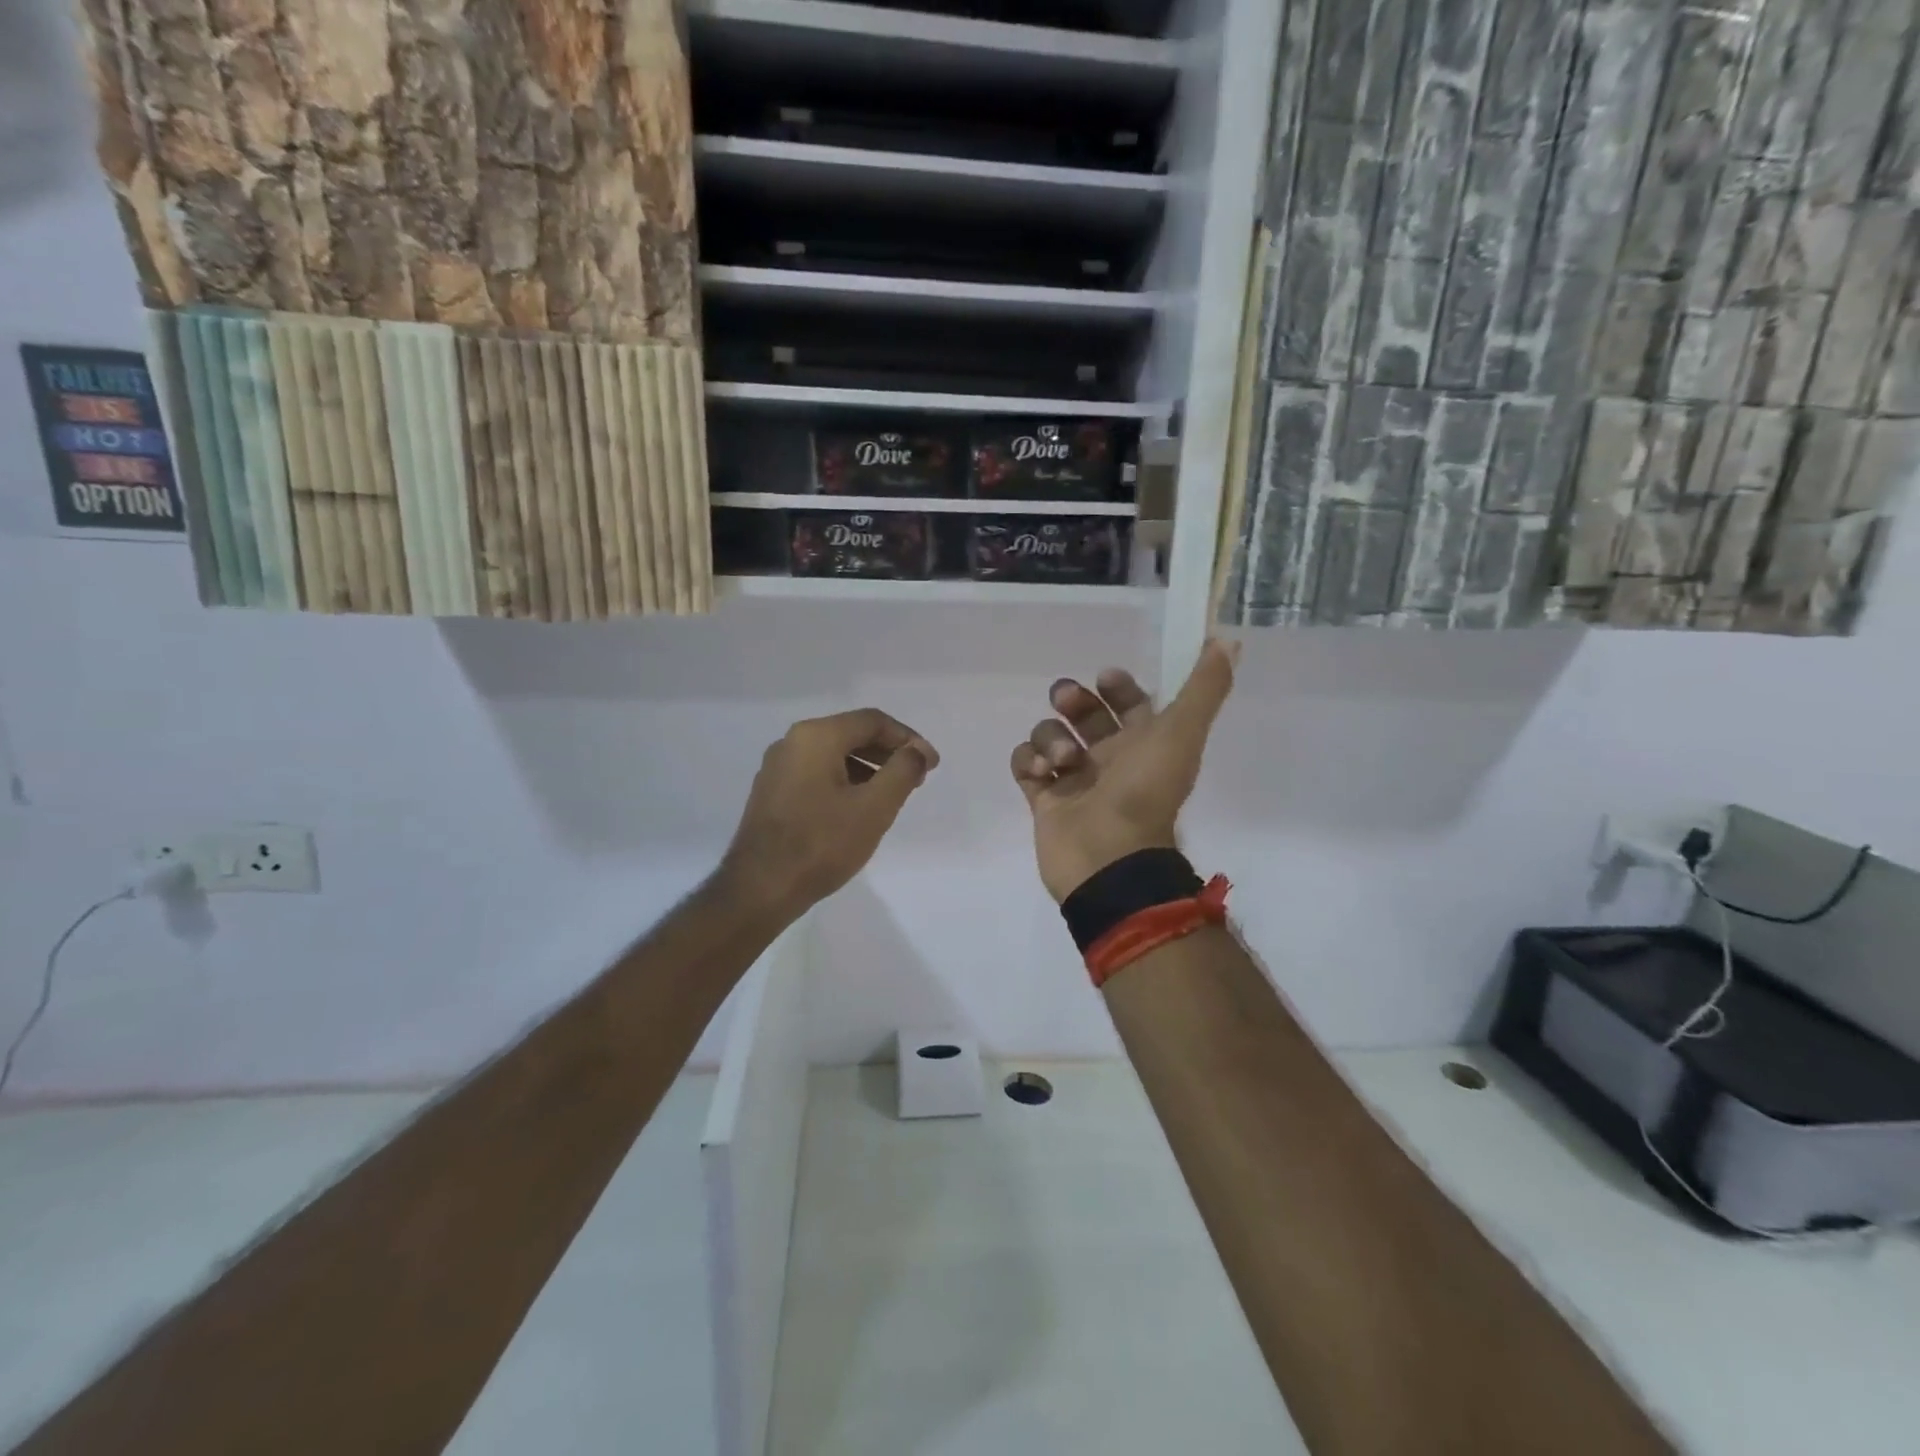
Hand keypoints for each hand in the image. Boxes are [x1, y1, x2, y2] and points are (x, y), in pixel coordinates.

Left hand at [721, 708, 938, 915]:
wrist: (760, 888)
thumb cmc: (822, 844)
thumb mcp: (875, 807)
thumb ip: (902, 771)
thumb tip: (916, 751)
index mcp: (816, 736)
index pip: (873, 721)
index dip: (908, 739)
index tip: (931, 764)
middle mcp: (792, 742)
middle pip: (851, 733)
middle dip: (888, 752)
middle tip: (916, 778)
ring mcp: (777, 767)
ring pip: (833, 754)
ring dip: (868, 767)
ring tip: (891, 796)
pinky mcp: (771, 792)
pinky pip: (816, 772)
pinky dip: (844, 780)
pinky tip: (857, 808)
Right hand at [1011, 639, 1237, 901]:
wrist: (1109, 858)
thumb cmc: (1144, 792)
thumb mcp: (1181, 734)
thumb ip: (1204, 688)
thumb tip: (1228, 640)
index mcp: (1143, 743)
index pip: (1129, 702)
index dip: (1117, 685)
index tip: (1105, 677)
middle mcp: (1109, 758)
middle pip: (1083, 714)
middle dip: (1072, 700)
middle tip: (1067, 701)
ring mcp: (1074, 779)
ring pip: (1051, 735)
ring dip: (1050, 737)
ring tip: (1062, 759)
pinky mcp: (1044, 799)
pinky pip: (1025, 764)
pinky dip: (1027, 761)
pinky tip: (1039, 771)